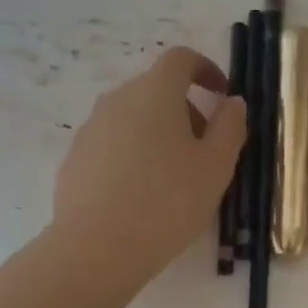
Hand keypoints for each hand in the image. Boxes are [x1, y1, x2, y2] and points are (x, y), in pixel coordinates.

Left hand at [52, 46, 246, 294]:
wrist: (98, 248)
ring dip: (159, 135)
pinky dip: (134, 156)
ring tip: (175, 179)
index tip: (222, 97)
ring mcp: (90, 129)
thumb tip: (233, 102)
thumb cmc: (168, 202)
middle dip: (186, 110)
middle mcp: (117, 100)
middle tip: (206, 151)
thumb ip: (230, 127)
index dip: (206, 70)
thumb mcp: (216, 167)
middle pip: (156, 90)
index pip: (180, 59)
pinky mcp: (75, 159)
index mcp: (155, 93)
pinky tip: (143, 196)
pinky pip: (113, 145)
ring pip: (133, 118)